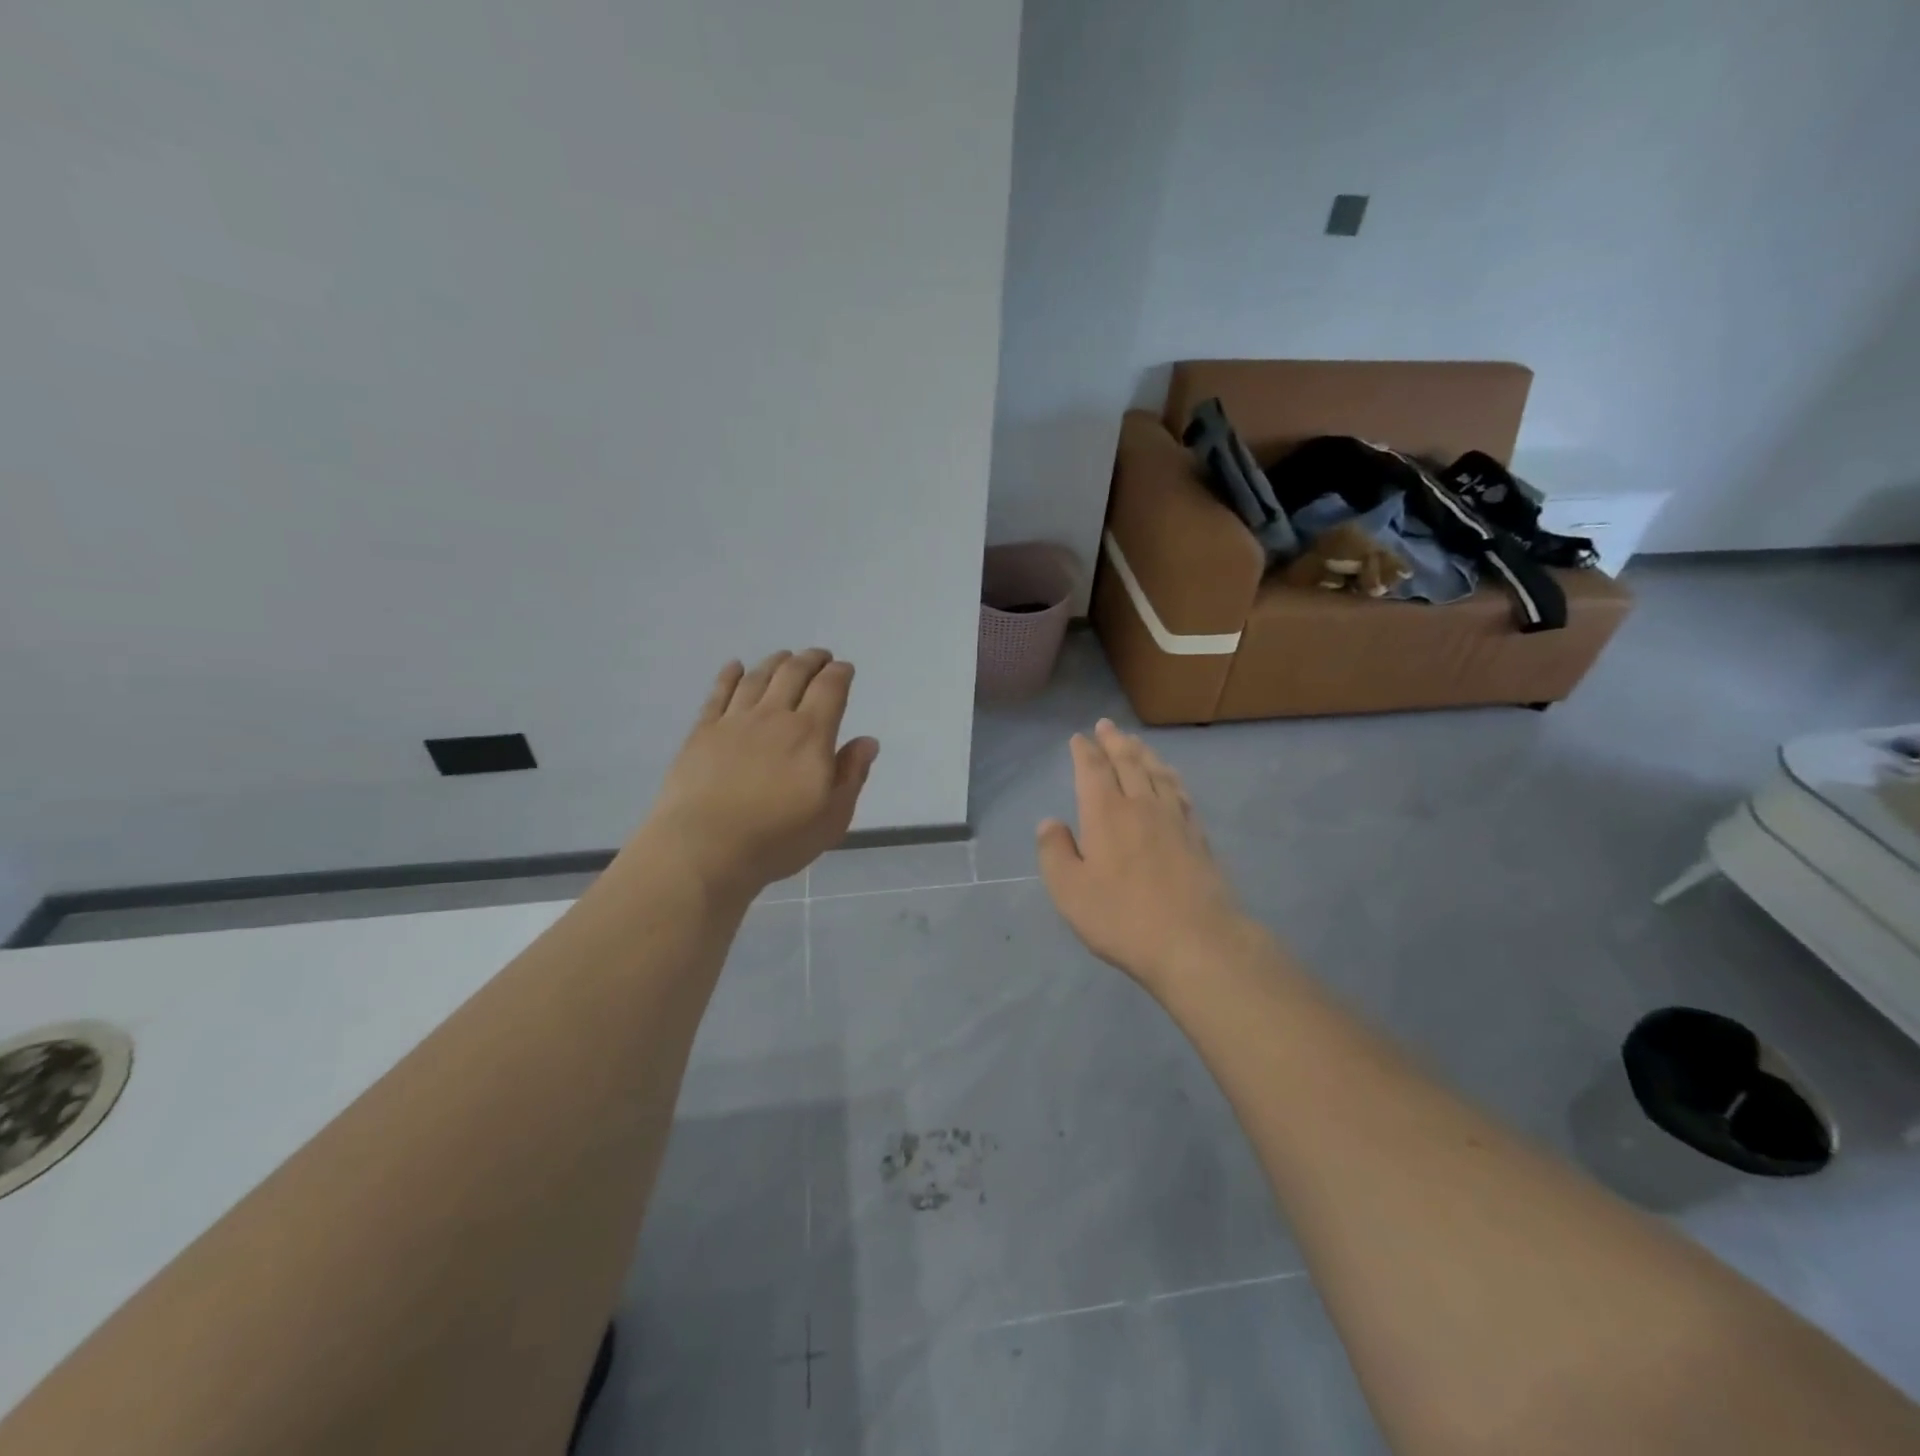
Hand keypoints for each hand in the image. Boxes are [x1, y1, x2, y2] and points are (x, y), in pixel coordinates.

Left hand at [637, 649, 879, 898]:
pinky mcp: (702, 732)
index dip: (840, 674)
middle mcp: (774, 717)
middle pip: (794, 674)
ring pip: (758, 678)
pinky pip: (719, 693)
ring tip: (785, 657)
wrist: (704, 849)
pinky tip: (735, 666)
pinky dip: (730, 675)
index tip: (845, 668)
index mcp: (811, 735)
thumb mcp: (832, 817)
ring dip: (775, 662)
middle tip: (820, 656)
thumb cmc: (777, 839)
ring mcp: (734, 721)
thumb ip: (852, 775)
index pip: (830, 689)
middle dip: (811, 660)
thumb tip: (867, 741)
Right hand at [1037, 719, 1258, 994]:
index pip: (1093, 770)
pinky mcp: (1198, 836)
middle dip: (1114, 742)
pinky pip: (1181, 792)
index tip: (1079, 738)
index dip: (1085, 751)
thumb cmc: (1122, 917)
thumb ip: (1054, 852)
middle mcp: (1141, 804)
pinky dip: (1170, 777)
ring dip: (1143, 753)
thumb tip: (1049, 822)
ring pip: (1157, 772)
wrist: (1195, 941)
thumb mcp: (1069, 890)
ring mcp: (1175, 818)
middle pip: (1128, 762)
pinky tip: (1170, 779)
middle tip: (1107, 725)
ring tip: (1135, 742)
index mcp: (1106, 813)